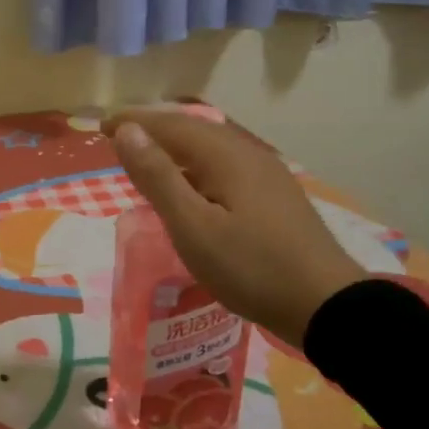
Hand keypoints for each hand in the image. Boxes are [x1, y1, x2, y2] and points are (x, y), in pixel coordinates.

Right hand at [109, 109, 363, 348]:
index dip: (134, 122)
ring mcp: (267, 175)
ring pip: (211, 147)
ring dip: (175, 147)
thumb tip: (126, 131)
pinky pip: (225, 165)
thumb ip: (157, 177)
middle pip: (193, 130)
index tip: (101, 126)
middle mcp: (248, 154)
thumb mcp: (192, 226)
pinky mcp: (275, 196)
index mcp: (225, 156)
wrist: (326, 305)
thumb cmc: (251, 267)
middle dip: (154, 129)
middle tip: (119, 138)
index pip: (170, 125)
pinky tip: (192, 186)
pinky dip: (196, 165)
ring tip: (148, 159)